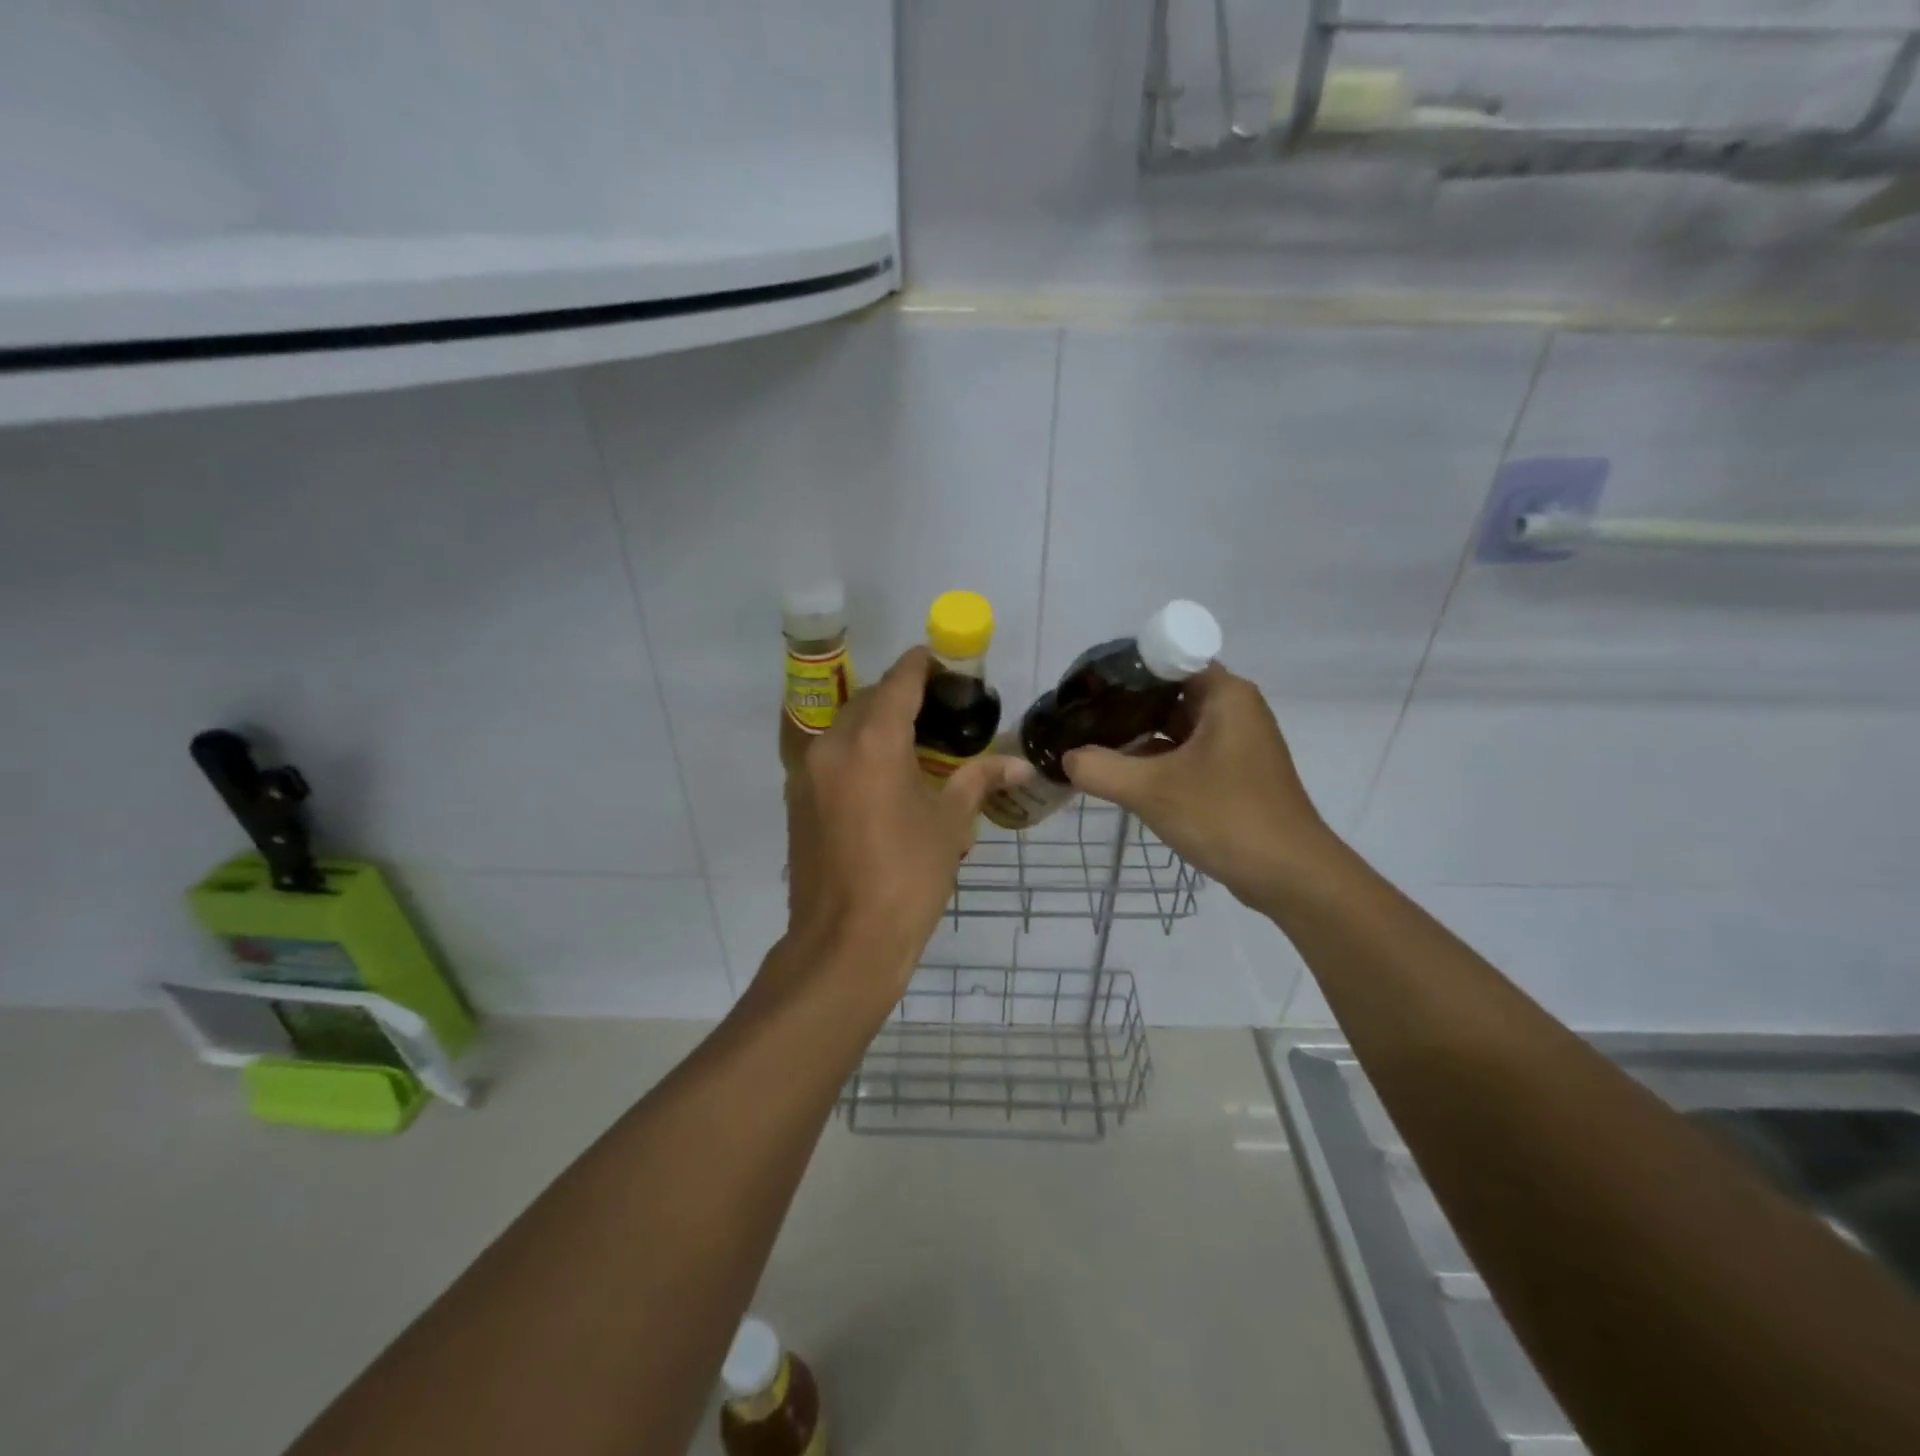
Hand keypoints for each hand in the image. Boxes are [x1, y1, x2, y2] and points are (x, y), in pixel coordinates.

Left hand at [782, 647, 1030, 1000]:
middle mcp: (832, 745)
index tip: (942, 662)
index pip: (899, 682)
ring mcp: (807, 773)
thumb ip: (979, 781)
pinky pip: (829, 756)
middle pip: (867, 700)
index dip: (921, 666)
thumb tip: (1020, 764)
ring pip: (844, 727)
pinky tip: (882, 777)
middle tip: (937, 710)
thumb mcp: (949, 824)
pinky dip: (855, 751)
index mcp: (872, 742)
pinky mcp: (796, 800)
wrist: (845, 943)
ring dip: (874, 723)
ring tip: (912, 743)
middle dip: (900, 696)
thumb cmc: (907, 878)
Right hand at [1062, 664, 1334, 907]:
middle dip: (1123, 705)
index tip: (1085, 689)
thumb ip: (1100, 769)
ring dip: (1137, 734)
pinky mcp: (1234, 772)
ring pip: (1175, 725)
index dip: (1122, 671)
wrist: (1290, 875)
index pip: (1165, 659)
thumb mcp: (1151, 790)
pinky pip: (1186, 752)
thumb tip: (1066, 758)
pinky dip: (1156, 758)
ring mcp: (1235, 742)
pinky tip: (1121, 773)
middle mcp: (1233, 708)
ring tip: (1090, 743)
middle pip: (1167, 692)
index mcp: (1224, 694)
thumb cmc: (1225, 816)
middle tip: (1079, 719)